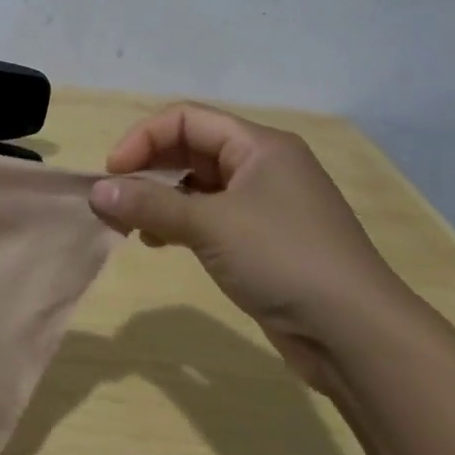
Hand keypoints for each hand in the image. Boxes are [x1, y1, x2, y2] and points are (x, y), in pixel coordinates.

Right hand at [89, 103, 414, 382]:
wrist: (357, 335)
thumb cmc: (283, 260)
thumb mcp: (209, 225)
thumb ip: (149, 204)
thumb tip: (97, 191)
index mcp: (259, 146)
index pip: (185, 119)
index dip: (142, 138)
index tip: (112, 173)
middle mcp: (262, 166)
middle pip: (189, 148)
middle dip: (147, 168)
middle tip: (114, 198)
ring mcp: (265, 204)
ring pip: (196, 184)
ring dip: (158, 198)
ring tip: (130, 224)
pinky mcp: (263, 239)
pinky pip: (208, 215)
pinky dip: (178, 222)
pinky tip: (157, 242)